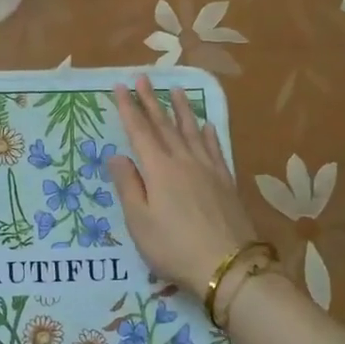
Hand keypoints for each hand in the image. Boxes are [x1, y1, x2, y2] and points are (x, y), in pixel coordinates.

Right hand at [107, 74, 260, 295]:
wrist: (227, 265)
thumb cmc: (174, 247)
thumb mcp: (139, 221)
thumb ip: (128, 185)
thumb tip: (116, 154)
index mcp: (158, 170)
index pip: (139, 132)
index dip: (129, 109)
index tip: (120, 87)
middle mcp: (183, 161)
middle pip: (165, 125)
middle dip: (152, 101)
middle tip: (143, 78)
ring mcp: (208, 169)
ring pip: (192, 131)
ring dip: (182, 109)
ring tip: (176, 90)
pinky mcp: (226, 181)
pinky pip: (215, 148)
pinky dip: (208, 134)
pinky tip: (207, 125)